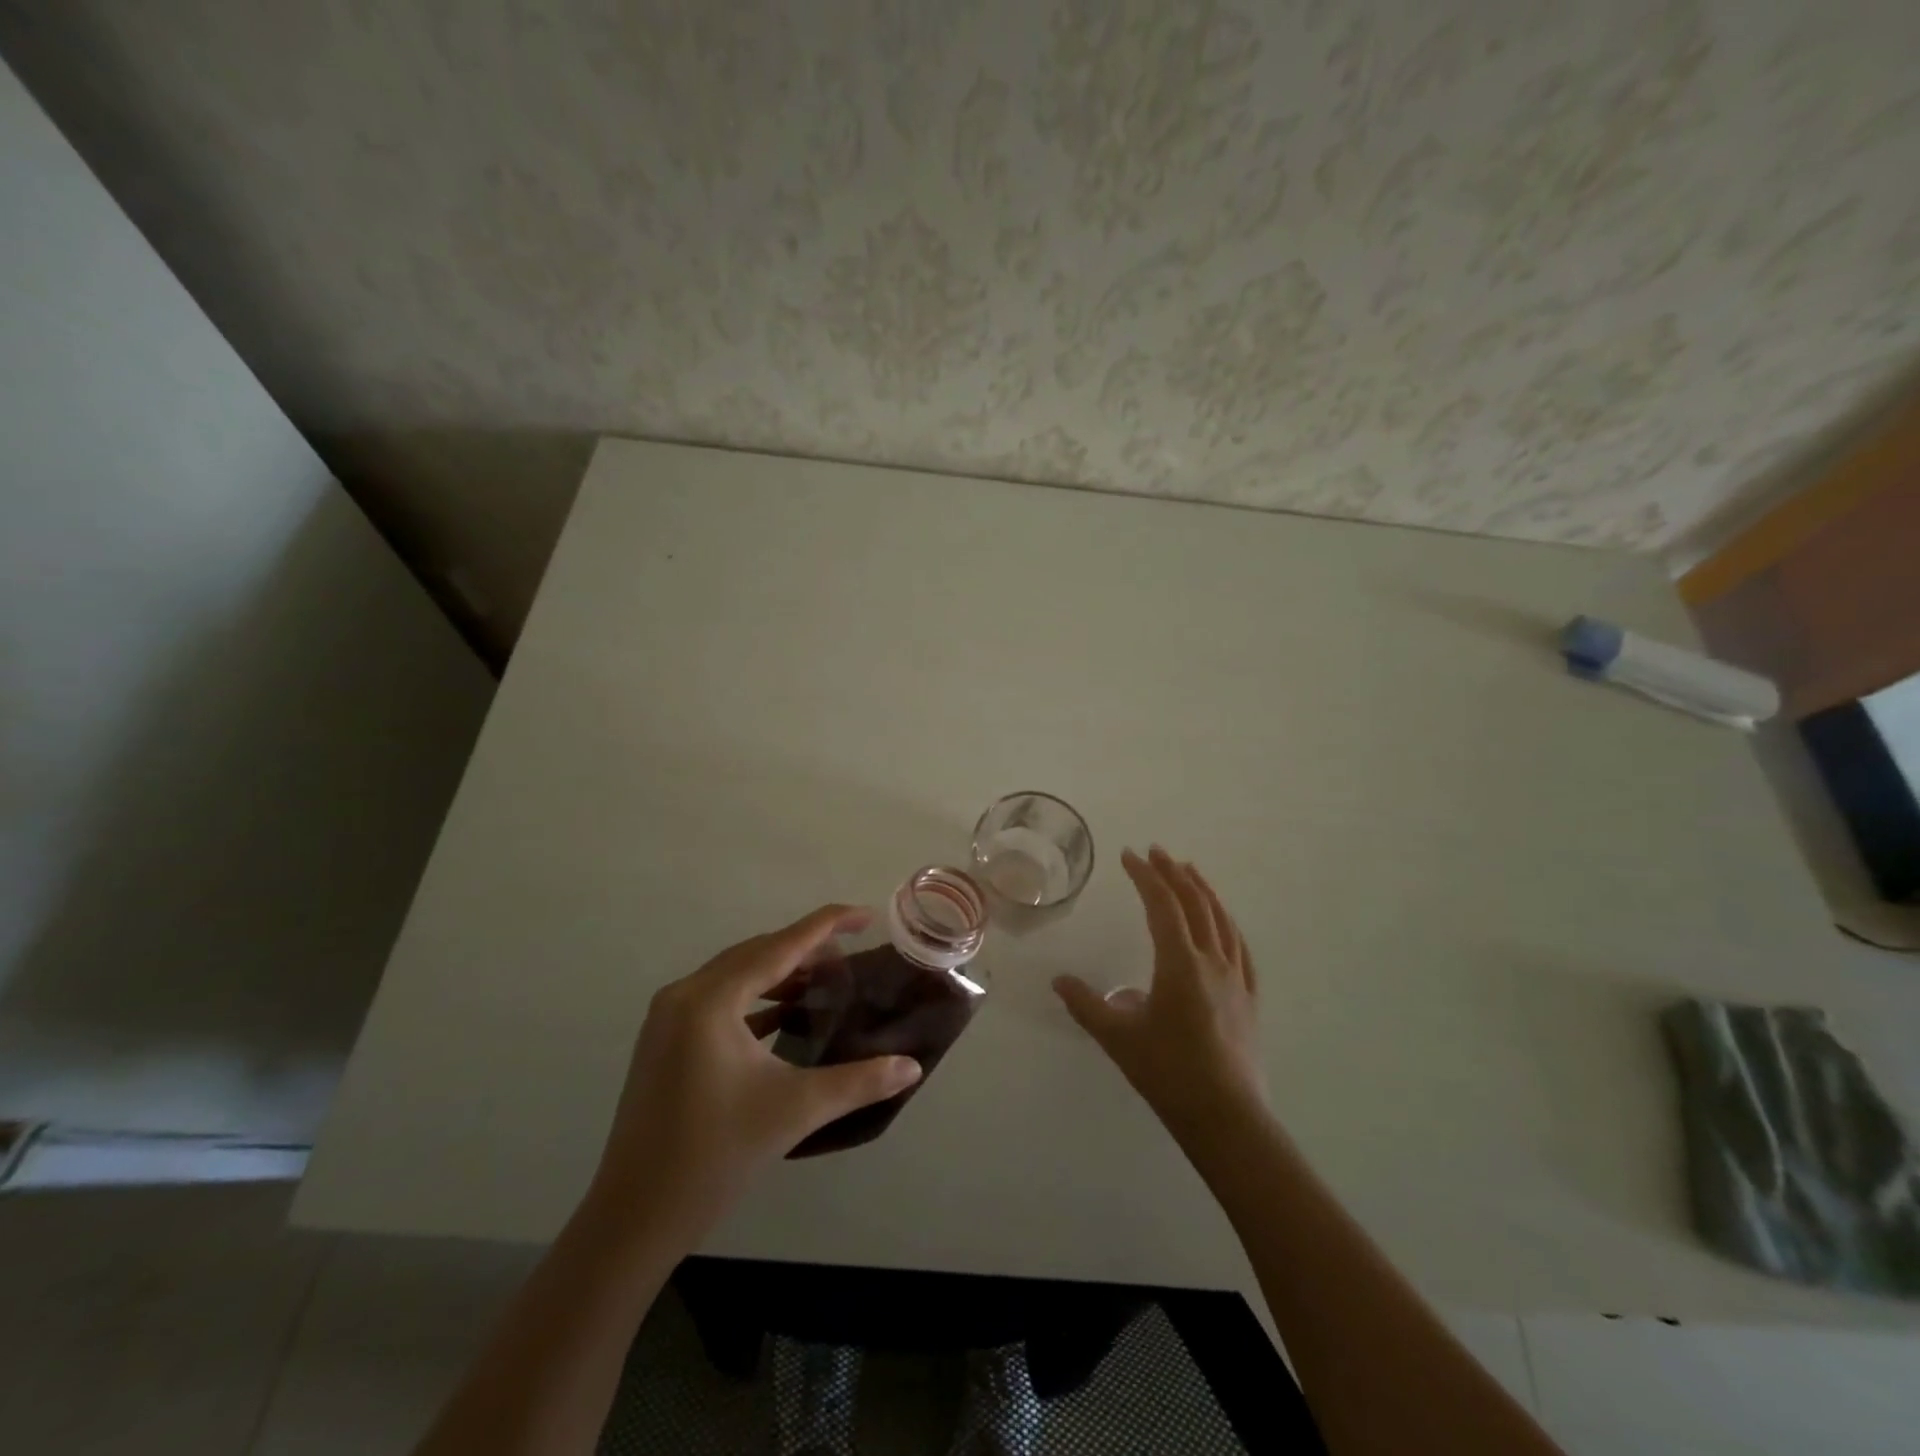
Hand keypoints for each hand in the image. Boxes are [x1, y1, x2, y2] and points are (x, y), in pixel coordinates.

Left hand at [589, 905, 922, 1231]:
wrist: (634, 1217)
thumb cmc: (715, 1156)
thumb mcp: (794, 1111)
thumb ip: (859, 1082)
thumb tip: (912, 1067)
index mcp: (711, 1000)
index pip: (780, 946)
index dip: (827, 925)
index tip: (866, 915)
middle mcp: (685, 994)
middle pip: (757, 953)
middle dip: (806, 949)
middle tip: (851, 956)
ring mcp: (668, 1017)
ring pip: (736, 975)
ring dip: (780, 973)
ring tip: (825, 981)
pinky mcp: (664, 1040)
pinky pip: (719, 999)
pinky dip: (756, 998)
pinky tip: (785, 1013)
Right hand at [1053, 847, 1267, 1142]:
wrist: (1227, 1118)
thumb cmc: (1169, 1074)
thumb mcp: (1118, 1038)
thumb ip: (1086, 1005)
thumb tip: (1059, 980)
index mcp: (1180, 964)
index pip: (1162, 905)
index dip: (1145, 876)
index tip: (1130, 855)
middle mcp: (1211, 962)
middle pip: (1195, 904)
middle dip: (1174, 874)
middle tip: (1156, 852)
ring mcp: (1236, 979)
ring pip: (1222, 921)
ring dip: (1204, 891)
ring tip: (1190, 872)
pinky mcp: (1249, 999)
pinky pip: (1240, 948)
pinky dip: (1227, 924)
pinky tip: (1223, 924)